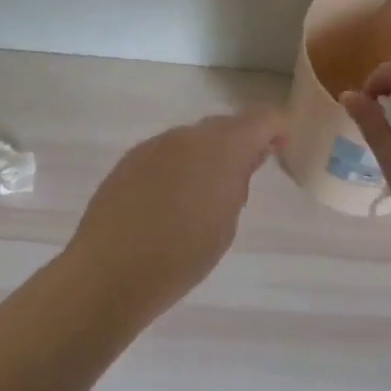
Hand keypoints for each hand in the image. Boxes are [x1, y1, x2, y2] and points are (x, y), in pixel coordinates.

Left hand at [68, 108, 287, 315]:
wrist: (110, 272)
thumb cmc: (182, 256)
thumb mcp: (226, 224)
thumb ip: (238, 183)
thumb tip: (244, 160)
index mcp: (220, 148)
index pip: (261, 118)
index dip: (276, 129)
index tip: (280, 151)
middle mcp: (186, 136)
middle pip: (223, 126)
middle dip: (239, 144)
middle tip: (241, 182)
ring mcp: (152, 146)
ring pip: (190, 140)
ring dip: (204, 157)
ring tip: (201, 199)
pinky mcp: (128, 161)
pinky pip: (164, 155)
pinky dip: (176, 168)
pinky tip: (169, 203)